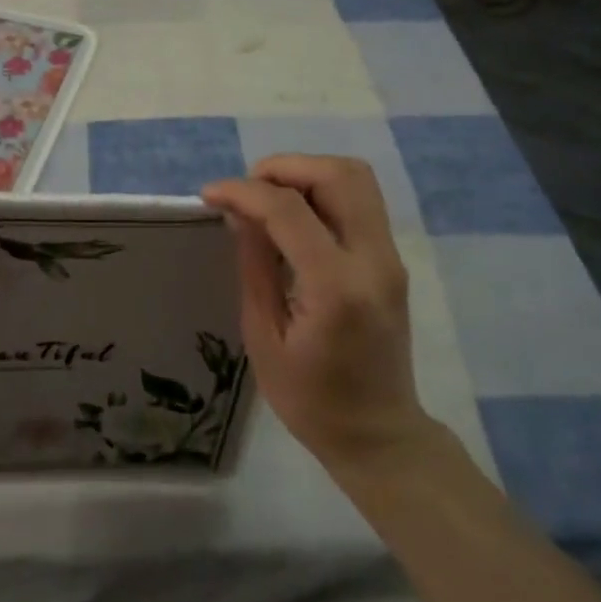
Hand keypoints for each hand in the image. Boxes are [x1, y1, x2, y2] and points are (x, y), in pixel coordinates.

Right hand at [202, 155, 443, 477]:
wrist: (379, 434)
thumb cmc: (311, 400)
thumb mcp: (264, 337)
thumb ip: (255, 266)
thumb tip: (240, 214)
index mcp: (336, 288)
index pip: (289, 210)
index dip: (243, 191)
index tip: (209, 195)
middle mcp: (373, 261)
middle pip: (339, 175)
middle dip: (283, 168)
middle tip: (245, 190)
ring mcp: (390, 258)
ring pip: (356, 179)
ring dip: (306, 174)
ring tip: (267, 198)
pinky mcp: (391, 260)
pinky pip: (360, 201)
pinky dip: (321, 191)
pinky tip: (291, 216)